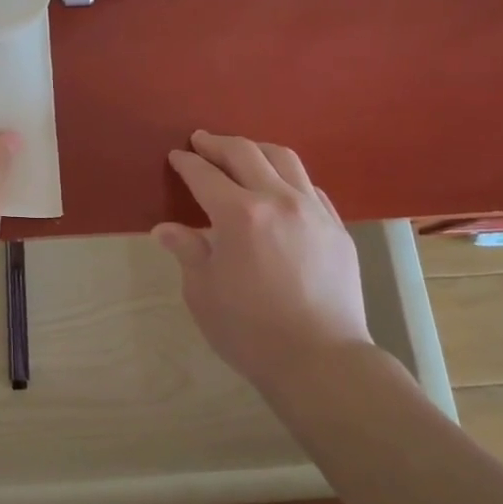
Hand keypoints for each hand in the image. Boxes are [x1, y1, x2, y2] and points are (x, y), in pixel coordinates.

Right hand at [153, 132, 371, 386]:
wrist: (322, 362)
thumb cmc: (251, 332)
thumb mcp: (203, 293)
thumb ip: (187, 252)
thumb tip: (166, 229)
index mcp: (239, 215)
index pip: (205, 175)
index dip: (187, 163)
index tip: (176, 157)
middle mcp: (277, 200)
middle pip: (245, 153)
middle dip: (218, 143)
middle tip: (202, 141)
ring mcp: (313, 210)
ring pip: (284, 159)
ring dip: (257, 149)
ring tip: (242, 152)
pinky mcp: (336, 227)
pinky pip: (310, 187)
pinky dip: (288, 177)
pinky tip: (281, 187)